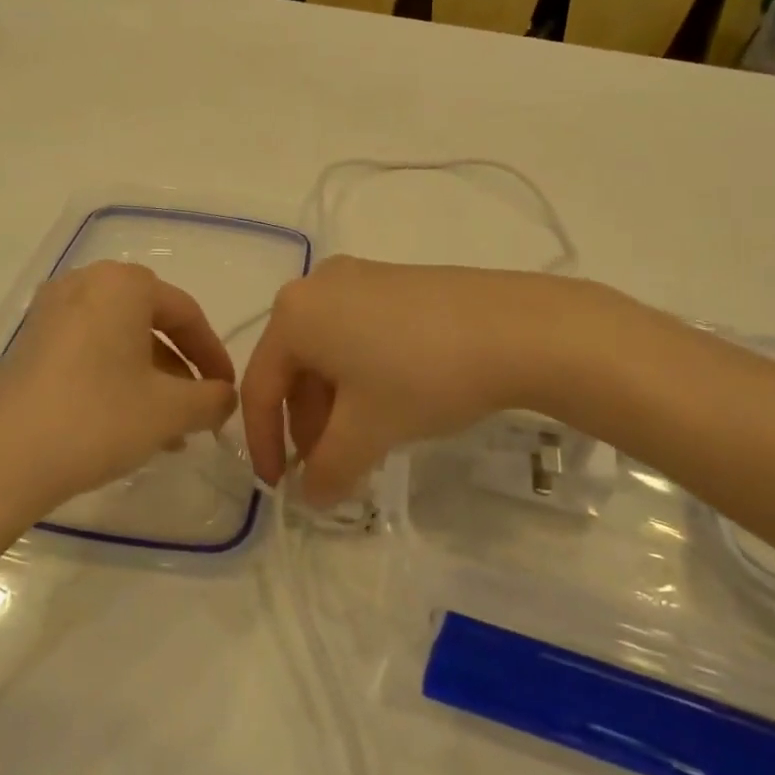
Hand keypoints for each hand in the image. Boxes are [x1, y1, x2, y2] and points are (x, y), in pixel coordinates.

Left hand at [0, 261, 237, 516]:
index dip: (214, 355)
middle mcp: (85, 284)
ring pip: (119, 342)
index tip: (227, 392)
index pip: (186, 313)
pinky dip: (115, 380)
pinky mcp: (28, 345)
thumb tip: (224, 396)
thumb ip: (212, 398)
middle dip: (180, 370)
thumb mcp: (170, 411)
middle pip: (151, 324)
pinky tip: (127, 425)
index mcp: (122, 284)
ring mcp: (50, 313)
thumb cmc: (96, 418)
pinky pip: (88, 353)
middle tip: (198, 409)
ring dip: (150, 381)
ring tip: (167, 431)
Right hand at [241, 257, 550, 505]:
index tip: (278, 486)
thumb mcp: (367, 432)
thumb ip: (327, 469)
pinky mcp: (395, 281)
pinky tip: (390, 403)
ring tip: (364, 442)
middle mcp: (318, 286)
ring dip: (335, 405)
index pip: (261, 387)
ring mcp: (359, 278)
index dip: (264, 443)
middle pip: (295, 366)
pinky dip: (361, 377)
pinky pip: (357, 333)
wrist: (514, 327)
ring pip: (328, 351)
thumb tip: (311, 495)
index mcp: (294, 314)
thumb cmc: (421, 375)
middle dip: (306, 424)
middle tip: (329, 467)